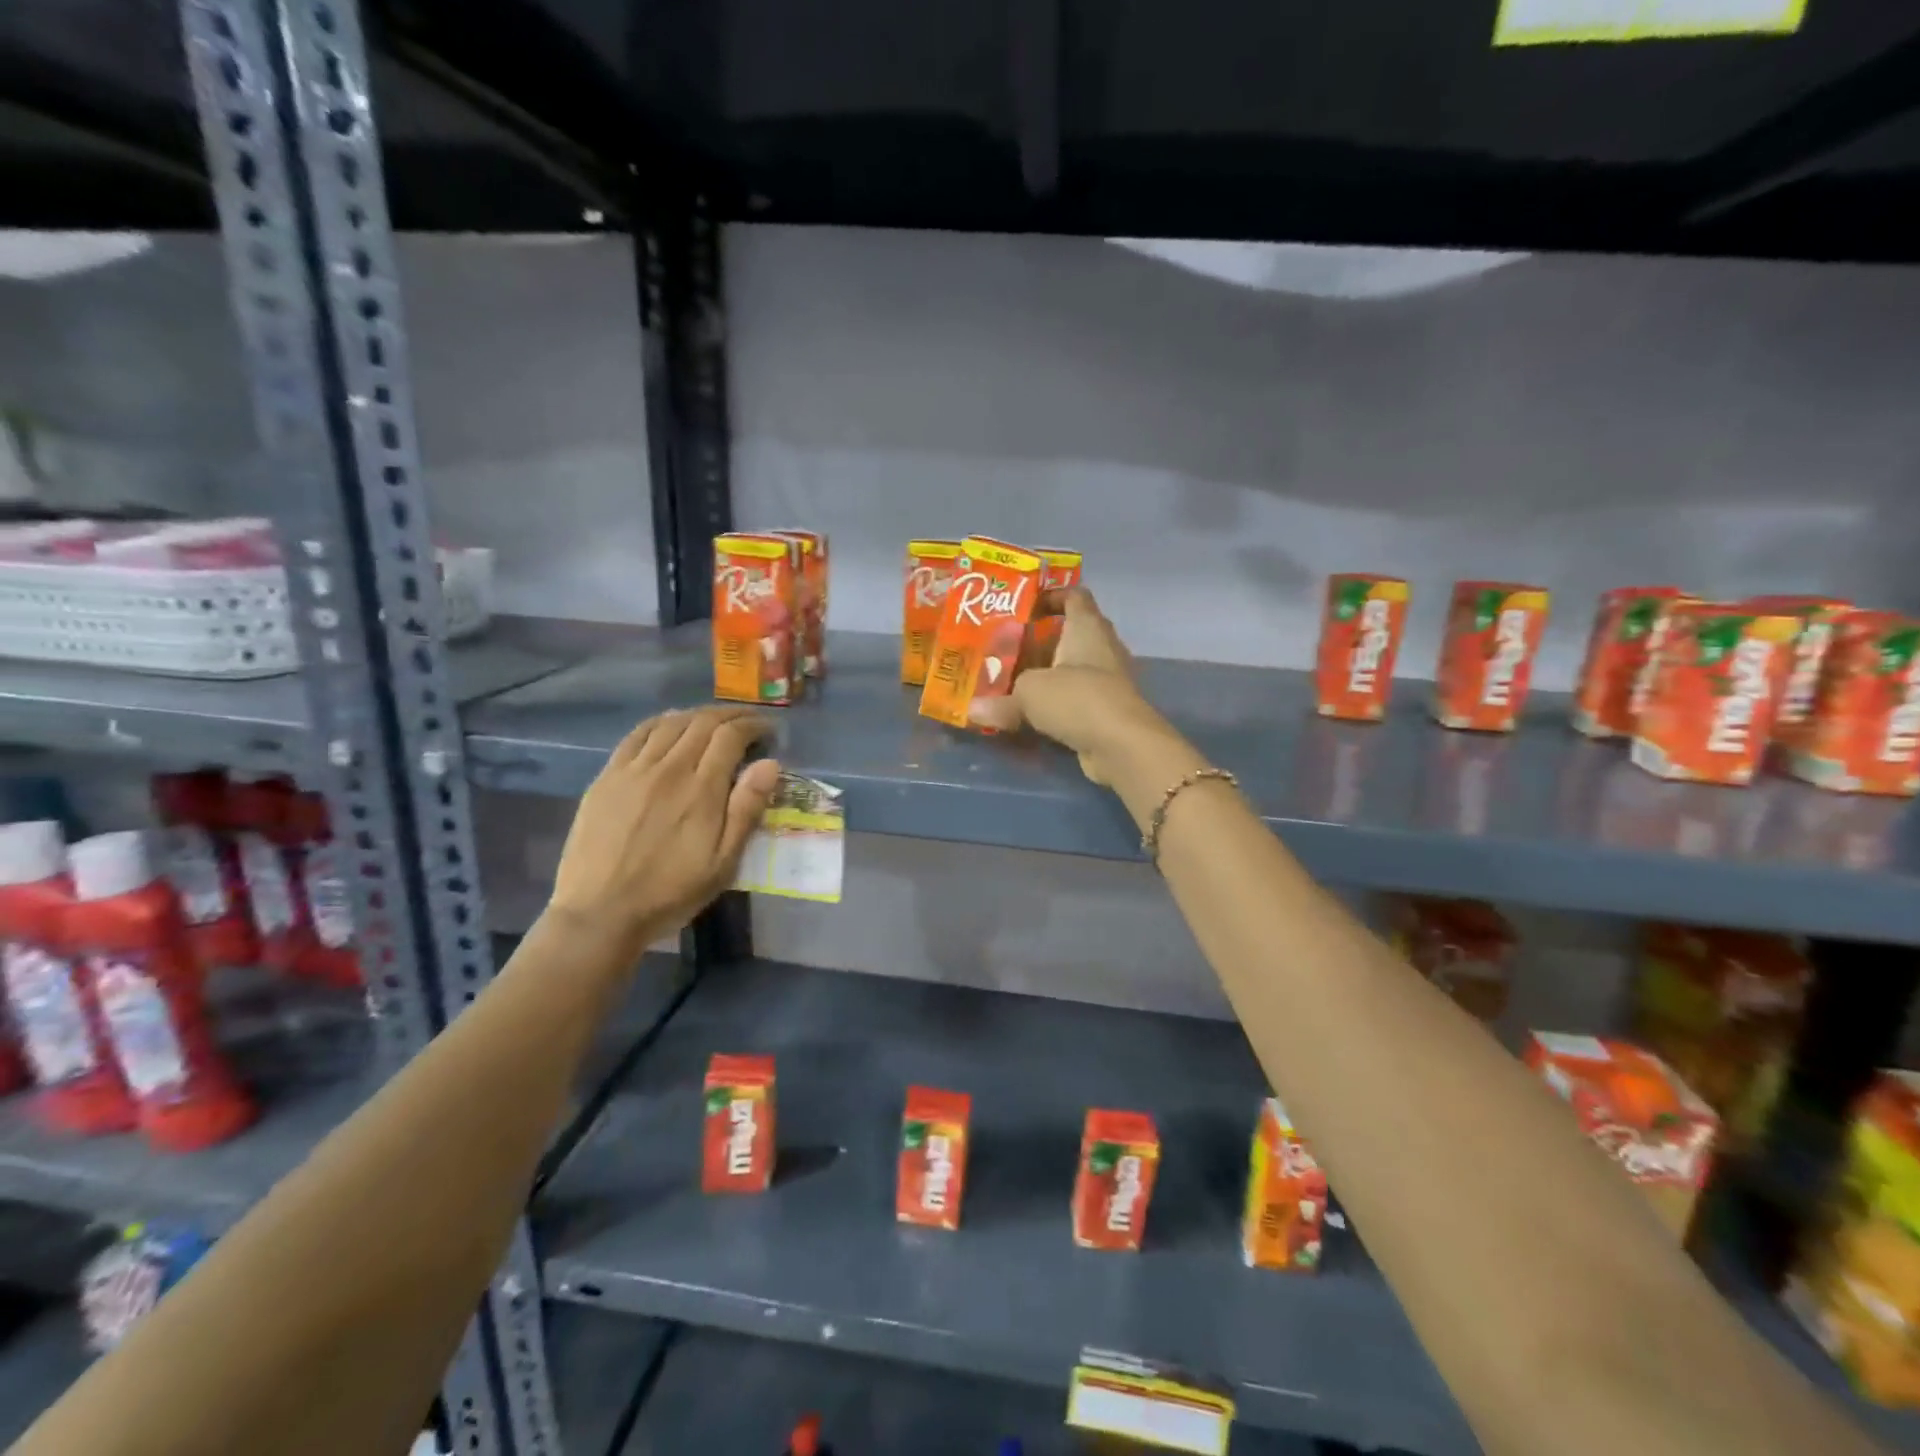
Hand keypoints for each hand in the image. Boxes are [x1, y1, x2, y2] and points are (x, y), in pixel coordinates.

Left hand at [549, 707, 780, 951]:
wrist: (600, 913)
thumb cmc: (671, 893)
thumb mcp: (723, 863)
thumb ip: (746, 810)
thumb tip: (770, 764)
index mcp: (701, 790)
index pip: (731, 736)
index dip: (753, 726)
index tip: (768, 731)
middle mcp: (669, 769)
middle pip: (702, 722)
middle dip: (730, 715)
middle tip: (747, 722)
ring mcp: (634, 770)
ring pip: (671, 723)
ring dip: (698, 715)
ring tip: (713, 722)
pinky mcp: (608, 777)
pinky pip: (637, 735)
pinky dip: (660, 722)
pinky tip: (670, 725)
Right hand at [969, 588, 1180, 786]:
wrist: (1123, 745)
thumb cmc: (1077, 699)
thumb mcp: (1029, 693)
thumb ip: (1000, 699)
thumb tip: (971, 710)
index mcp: (1086, 627)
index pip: (1074, 595)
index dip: (1051, 596)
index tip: (1023, 607)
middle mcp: (1101, 647)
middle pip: (1070, 634)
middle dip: (1039, 640)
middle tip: (1005, 647)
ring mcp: (1107, 680)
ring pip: (1071, 669)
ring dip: (1046, 673)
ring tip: (1010, 679)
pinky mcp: (1106, 710)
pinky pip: (1075, 698)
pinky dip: (1055, 702)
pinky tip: (1030, 712)